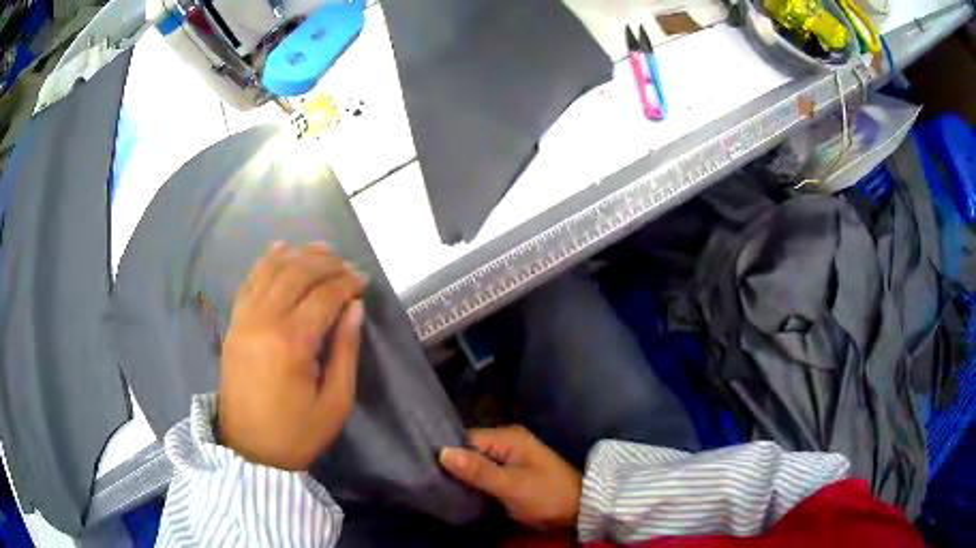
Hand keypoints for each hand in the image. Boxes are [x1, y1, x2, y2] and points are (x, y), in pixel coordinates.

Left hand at [218, 242, 367, 470]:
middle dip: (324, 262)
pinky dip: (265, 263)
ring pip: (270, 271)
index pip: (323, 296)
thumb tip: (354, 308)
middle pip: (295, 274)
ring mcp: (243, 321)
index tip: (364, 280)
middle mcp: (263, 322)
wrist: (250, 451)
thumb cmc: (298, 433)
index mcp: (291, 344)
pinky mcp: (232, 326)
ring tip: (320, 249)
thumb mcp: (335, 403)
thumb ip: (346, 350)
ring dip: (296, 255)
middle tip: (346, 263)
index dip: (347, 283)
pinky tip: (279, 249)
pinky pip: (248, 283)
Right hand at [439, 426, 581, 528]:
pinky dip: (475, 481)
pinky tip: (460, 491)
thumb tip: (442, 452)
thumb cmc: (547, 495)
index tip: (427, 469)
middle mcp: (507, 441)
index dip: (447, 454)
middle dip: (453, 466)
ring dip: (463, 475)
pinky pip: (486, 472)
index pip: (466, 439)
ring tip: (439, 487)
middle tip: (431, 482)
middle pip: (470, 450)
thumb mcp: (511, 486)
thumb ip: (478, 470)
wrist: (579, 509)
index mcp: (508, 437)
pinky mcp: (512, 471)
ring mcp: (511, 456)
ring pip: (476, 462)